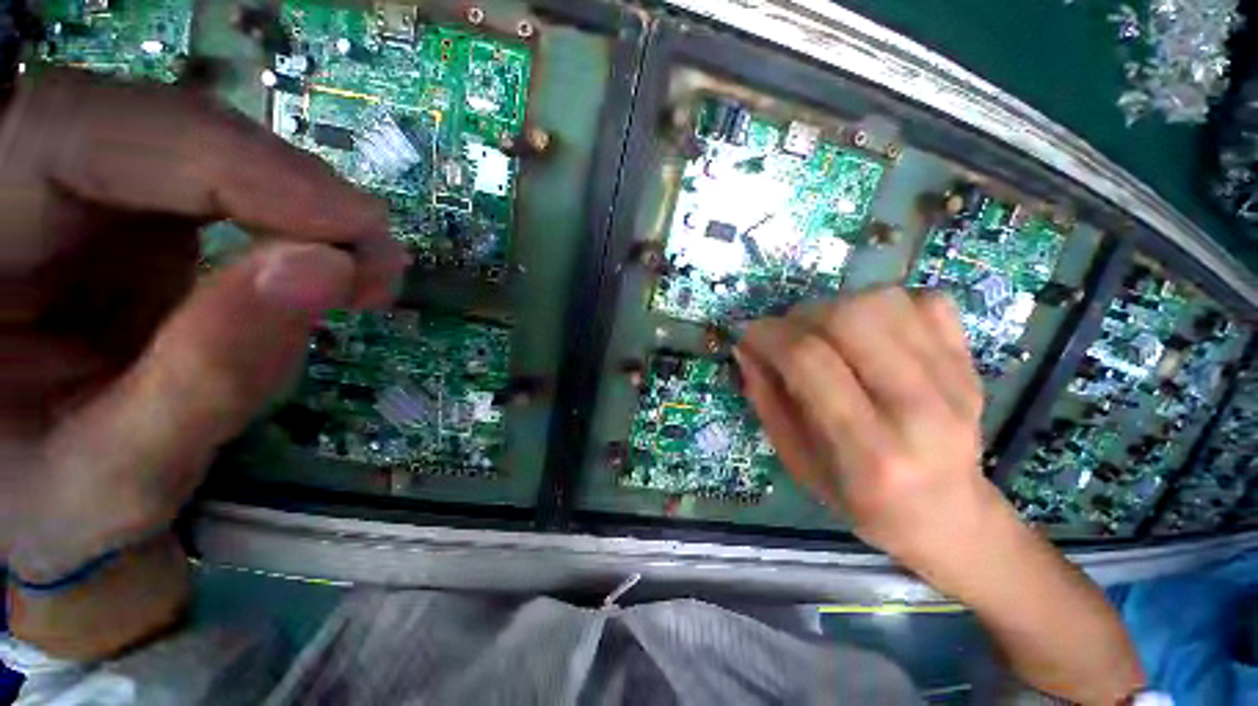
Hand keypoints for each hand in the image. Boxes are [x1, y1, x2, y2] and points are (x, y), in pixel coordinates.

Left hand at [0, 70, 406, 580]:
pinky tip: (323, 267)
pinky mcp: (125, 211)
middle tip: (377, 262)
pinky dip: (289, 225)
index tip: (358, 232)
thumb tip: (330, 270)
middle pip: (168, 131)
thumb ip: (210, 377)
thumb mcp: (121, 472)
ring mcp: (73, 189)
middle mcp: (14, 183)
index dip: (239, 170)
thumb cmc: (56, 503)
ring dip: (302, 211)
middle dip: (291, 192)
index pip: (95, 141)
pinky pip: (222, 187)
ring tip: (363, 276)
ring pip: (208, 152)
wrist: (41, 496)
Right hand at [736, 287, 1001, 561]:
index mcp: (869, 450)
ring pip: (884, 301)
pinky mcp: (970, 363)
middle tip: (786, 335)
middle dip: (801, 316)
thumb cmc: (860, 500)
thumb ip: (766, 401)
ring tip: (824, 333)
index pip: (809, 361)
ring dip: (836, 306)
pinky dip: (885, 305)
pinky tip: (870, 332)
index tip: (747, 335)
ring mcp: (954, 380)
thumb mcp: (797, 462)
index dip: (768, 336)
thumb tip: (745, 348)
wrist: (949, 514)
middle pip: (849, 318)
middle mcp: (918, 409)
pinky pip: (926, 301)